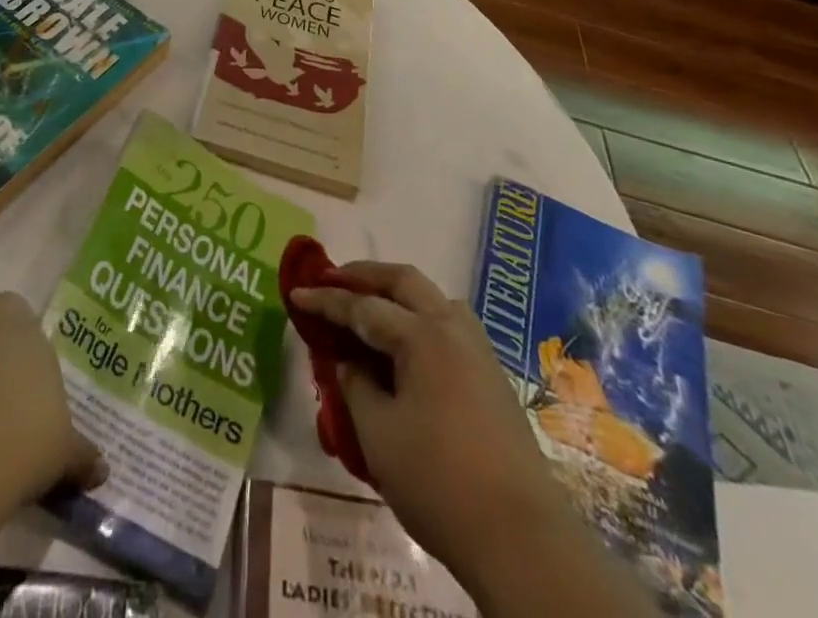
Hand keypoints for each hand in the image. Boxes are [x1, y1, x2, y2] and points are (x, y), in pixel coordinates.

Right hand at [288, 263, 570, 590]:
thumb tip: (348, 362)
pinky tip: (405, 345)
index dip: (326, 301)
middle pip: (404, 282)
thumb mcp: (379, 434)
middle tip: (333, 280)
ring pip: (432, 299)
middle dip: (365, 276)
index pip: (363, 307)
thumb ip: (356, 386)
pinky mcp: (492, 377)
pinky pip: (448, 326)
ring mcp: (478, 351)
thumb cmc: (439, 482)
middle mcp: (452, 328)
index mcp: (423, 335)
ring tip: (369, 308)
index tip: (296, 293)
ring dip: (397, 293)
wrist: (521, 541)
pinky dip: (419, 319)